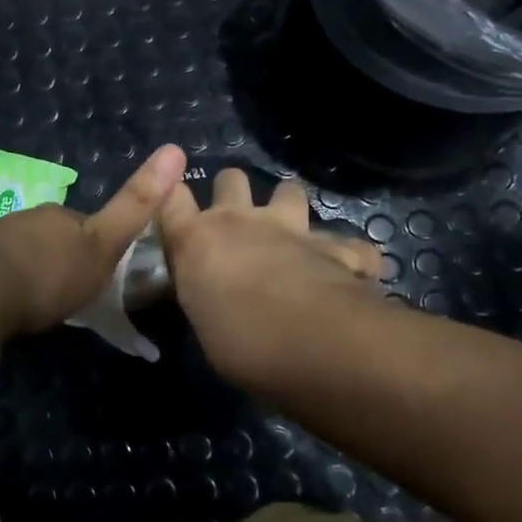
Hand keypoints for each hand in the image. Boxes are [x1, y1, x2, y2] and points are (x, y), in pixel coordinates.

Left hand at [0, 145, 188, 341]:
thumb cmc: (50, 273)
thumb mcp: (103, 245)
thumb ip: (134, 205)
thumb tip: (173, 150)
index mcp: (64, 216)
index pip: (92, 226)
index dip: (101, 247)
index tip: (102, 274)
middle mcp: (32, 217)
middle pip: (58, 236)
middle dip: (66, 257)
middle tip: (70, 292)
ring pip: (29, 249)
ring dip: (37, 268)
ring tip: (40, 302)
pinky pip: (2, 265)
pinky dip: (11, 279)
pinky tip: (11, 301)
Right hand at [157, 167, 383, 394]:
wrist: (312, 341)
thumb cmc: (240, 342)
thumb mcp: (204, 323)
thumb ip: (205, 298)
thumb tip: (212, 301)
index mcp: (197, 241)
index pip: (170, 199)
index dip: (171, 196)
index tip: (174, 205)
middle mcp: (242, 221)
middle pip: (230, 179)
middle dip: (232, 191)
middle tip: (237, 219)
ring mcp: (292, 228)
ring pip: (289, 190)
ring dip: (289, 205)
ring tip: (291, 232)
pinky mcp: (337, 246)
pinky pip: (347, 243)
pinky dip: (348, 255)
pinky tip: (350, 273)